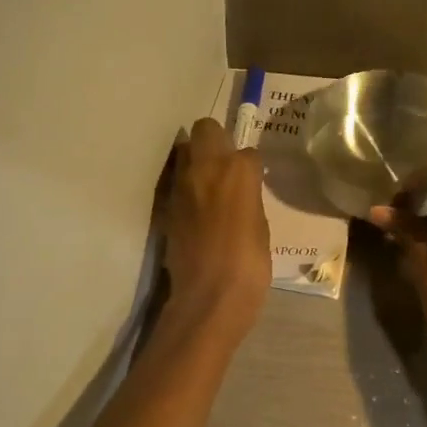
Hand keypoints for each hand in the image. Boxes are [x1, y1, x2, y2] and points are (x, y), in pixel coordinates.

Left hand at [163, 118, 270, 337]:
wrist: (209, 296)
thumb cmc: (250, 265)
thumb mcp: (261, 226)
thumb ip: (249, 199)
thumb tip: (242, 193)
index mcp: (239, 171)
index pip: (248, 151)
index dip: (251, 166)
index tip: (254, 180)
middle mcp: (206, 168)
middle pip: (206, 129)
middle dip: (216, 141)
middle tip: (226, 166)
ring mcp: (181, 185)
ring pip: (186, 152)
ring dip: (198, 162)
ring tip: (210, 187)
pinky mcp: (166, 206)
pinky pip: (177, 183)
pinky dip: (187, 188)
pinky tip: (198, 211)